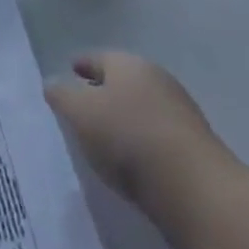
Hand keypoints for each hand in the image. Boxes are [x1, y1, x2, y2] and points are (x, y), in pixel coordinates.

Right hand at [44, 51, 241, 248]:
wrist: (196, 190)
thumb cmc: (129, 138)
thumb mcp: (80, 113)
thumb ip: (61, 95)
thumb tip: (52, 83)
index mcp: (129, 64)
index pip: (98, 57)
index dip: (81, 64)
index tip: (69, 72)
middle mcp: (156, 80)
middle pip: (122, 82)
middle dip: (102, 91)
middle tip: (81, 107)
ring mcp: (180, 114)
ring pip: (140, 109)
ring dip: (123, 119)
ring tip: (102, 140)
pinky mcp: (193, 148)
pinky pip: (156, 137)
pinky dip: (140, 143)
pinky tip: (130, 163)